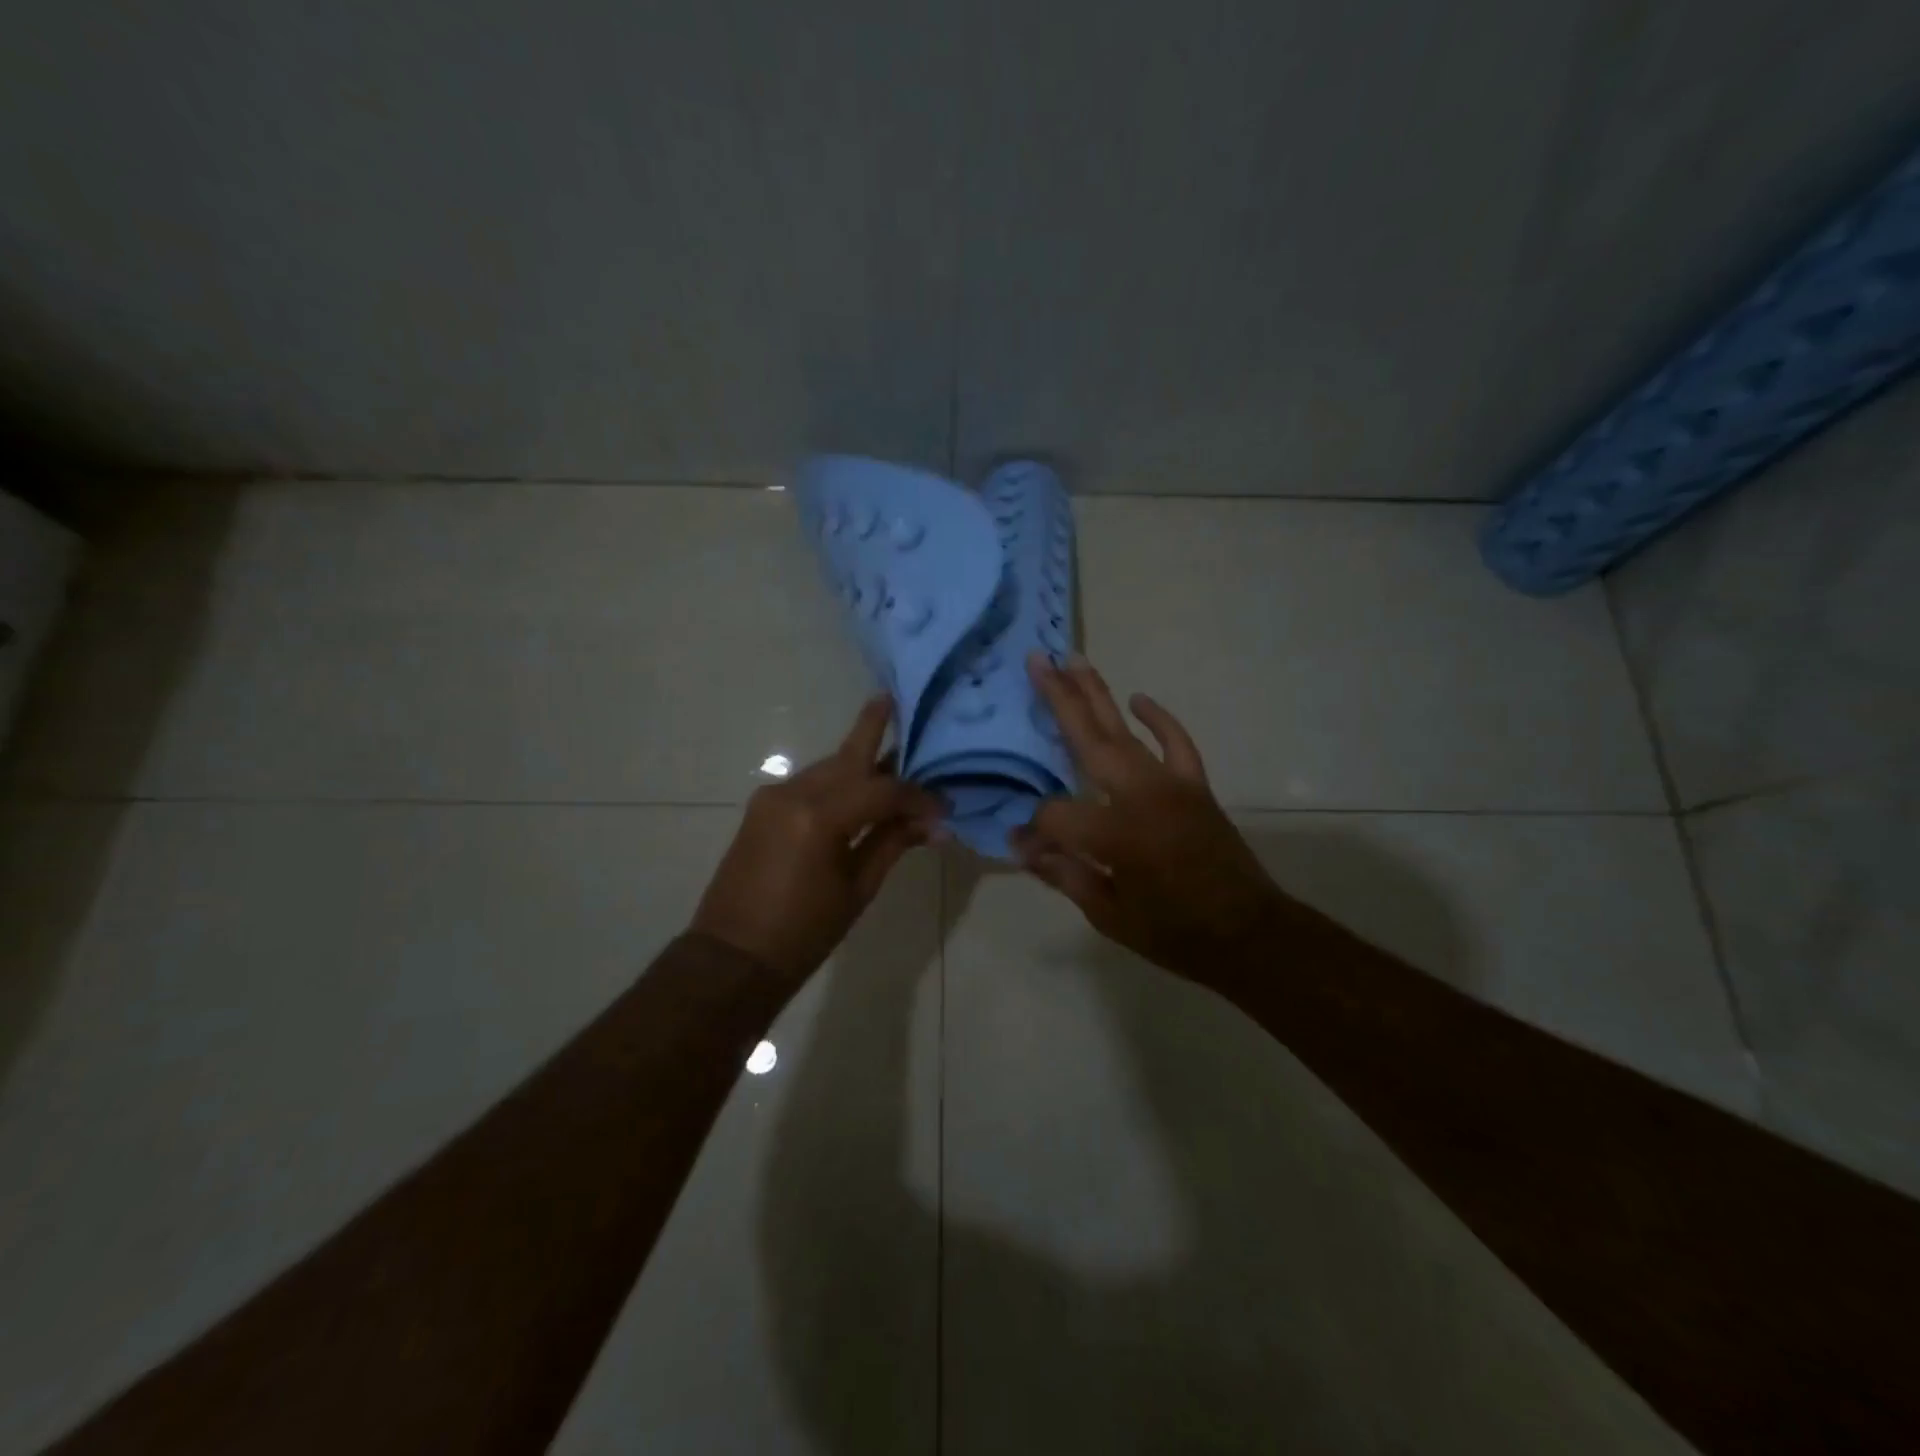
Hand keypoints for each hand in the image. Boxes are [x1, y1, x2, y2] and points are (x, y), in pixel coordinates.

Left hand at [691, 697, 942, 979]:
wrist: (732, 956)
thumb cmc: (803, 933)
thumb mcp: (857, 889)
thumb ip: (892, 844)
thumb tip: (935, 824)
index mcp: (820, 816)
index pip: (882, 789)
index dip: (917, 796)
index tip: (943, 808)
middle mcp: (794, 793)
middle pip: (848, 757)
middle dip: (873, 729)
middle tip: (894, 699)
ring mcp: (773, 797)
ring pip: (828, 767)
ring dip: (858, 762)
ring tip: (890, 753)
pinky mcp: (762, 808)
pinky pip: (809, 783)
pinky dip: (837, 782)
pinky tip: (857, 788)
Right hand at [1012, 653, 1294, 979]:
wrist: (1249, 934)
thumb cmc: (1175, 934)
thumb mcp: (1109, 916)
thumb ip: (1064, 874)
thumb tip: (1023, 846)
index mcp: (1115, 834)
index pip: (1056, 813)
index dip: (1035, 829)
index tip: (1024, 845)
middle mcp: (1140, 796)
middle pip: (1088, 740)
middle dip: (1058, 700)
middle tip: (1036, 660)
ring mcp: (1171, 785)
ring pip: (1124, 731)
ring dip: (1097, 694)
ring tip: (1073, 660)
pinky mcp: (1195, 785)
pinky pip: (1176, 743)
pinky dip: (1159, 718)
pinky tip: (1138, 698)